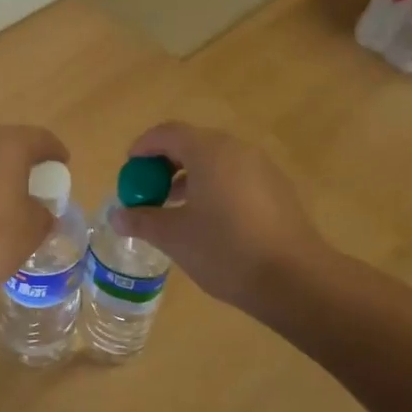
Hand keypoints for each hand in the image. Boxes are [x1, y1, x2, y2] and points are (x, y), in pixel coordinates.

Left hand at [0, 125, 70, 296]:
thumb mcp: (31, 231)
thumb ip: (44, 213)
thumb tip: (41, 210)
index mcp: (9, 144)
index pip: (42, 139)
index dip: (56, 153)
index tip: (62, 166)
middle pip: (9, 141)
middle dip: (24, 159)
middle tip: (34, 181)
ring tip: (5, 192)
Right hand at [113, 123, 321, 311]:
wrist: (294, 278)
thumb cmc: (225, 250)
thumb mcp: (174, 237)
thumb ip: (142, 220)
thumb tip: (117, 216)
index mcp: (208, 152)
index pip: (167, 133)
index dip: (143, 148)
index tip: (128, 170)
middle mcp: (236, 150)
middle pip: (192, 144)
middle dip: (164, 164)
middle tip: (147, 191)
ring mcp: (261, 168)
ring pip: (216, 161)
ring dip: (189, 177)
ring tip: (173, 209)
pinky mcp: (277, 190)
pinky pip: (235, 177)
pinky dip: (213, 187)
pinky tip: (208, 221)